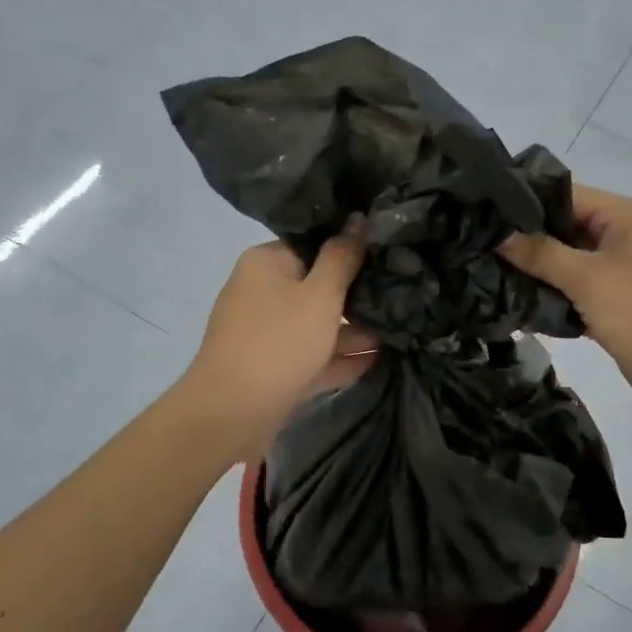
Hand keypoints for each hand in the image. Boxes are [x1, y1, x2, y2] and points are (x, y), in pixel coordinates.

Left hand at [185, 225, 375, 456]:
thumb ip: (343, 257)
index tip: (385, 259)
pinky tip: (374, 361)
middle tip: (399, 299)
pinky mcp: (271, 368)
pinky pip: (309, 356)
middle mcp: (260, 292)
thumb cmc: (280, 342)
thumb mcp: (321, 295)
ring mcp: (264, 333)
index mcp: (266, 263)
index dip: (349, 251)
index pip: (311, 245)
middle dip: (355, 297)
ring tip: (396, 333)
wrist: (232, 413)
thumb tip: (358, 218)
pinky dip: (336, 358)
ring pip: (314, 325)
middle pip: (315, 287)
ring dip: (351, 331)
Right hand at [500, 185, 631, 423]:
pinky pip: (578, 292)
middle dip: (526, 241)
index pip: (567, 195)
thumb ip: (542, 254)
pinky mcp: (618, 306)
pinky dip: (553, 298)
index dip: (525, 203)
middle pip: (566, 229)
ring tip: (487, 276)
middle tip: (478, 249)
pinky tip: (517, 305)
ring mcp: (624, 273)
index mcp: (628, 216)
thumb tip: (499, 234)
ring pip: (569, 264)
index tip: (482, 215)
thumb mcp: (590, 279)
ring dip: (537, 273)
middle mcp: (627, 237)